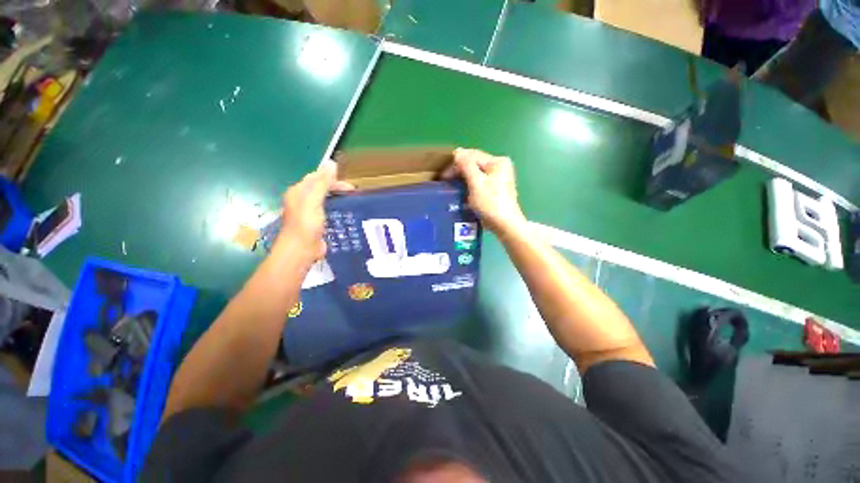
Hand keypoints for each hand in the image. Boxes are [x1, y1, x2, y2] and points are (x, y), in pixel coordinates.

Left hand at [277, 160, 352, 262]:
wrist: (302, 250)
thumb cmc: (306, 224)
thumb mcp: (313, 201)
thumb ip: (322, 183)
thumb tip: (331, 163)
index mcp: (299, 191)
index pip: (317, 177)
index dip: (333, 178)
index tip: (350, 185)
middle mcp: (302, 199)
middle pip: (321, 188)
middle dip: (336, 188)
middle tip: (353, 193)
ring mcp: (309, 212)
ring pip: (325, 199)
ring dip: (337, 198)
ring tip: (352, 201)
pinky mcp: (316, 222)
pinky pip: (328, 211)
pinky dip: (337, 209)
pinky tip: (345, 213)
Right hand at [443, 148, 526, 236]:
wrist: (505, 224)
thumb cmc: (491, 203)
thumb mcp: (476, 183)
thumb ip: (467, 166)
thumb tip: (458, 152)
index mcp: (497, 162)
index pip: (472, 156)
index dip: (456, 163)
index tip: (443, 175)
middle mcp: (500, 166)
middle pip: (475, 163)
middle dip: (460, 170)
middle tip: (446, 180)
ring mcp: (499, 177)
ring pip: (477, 173)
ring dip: (464, 177)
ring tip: (452, 185)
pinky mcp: (496, 188)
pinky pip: (480, 181)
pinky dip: (470, 184)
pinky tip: (463, 190)